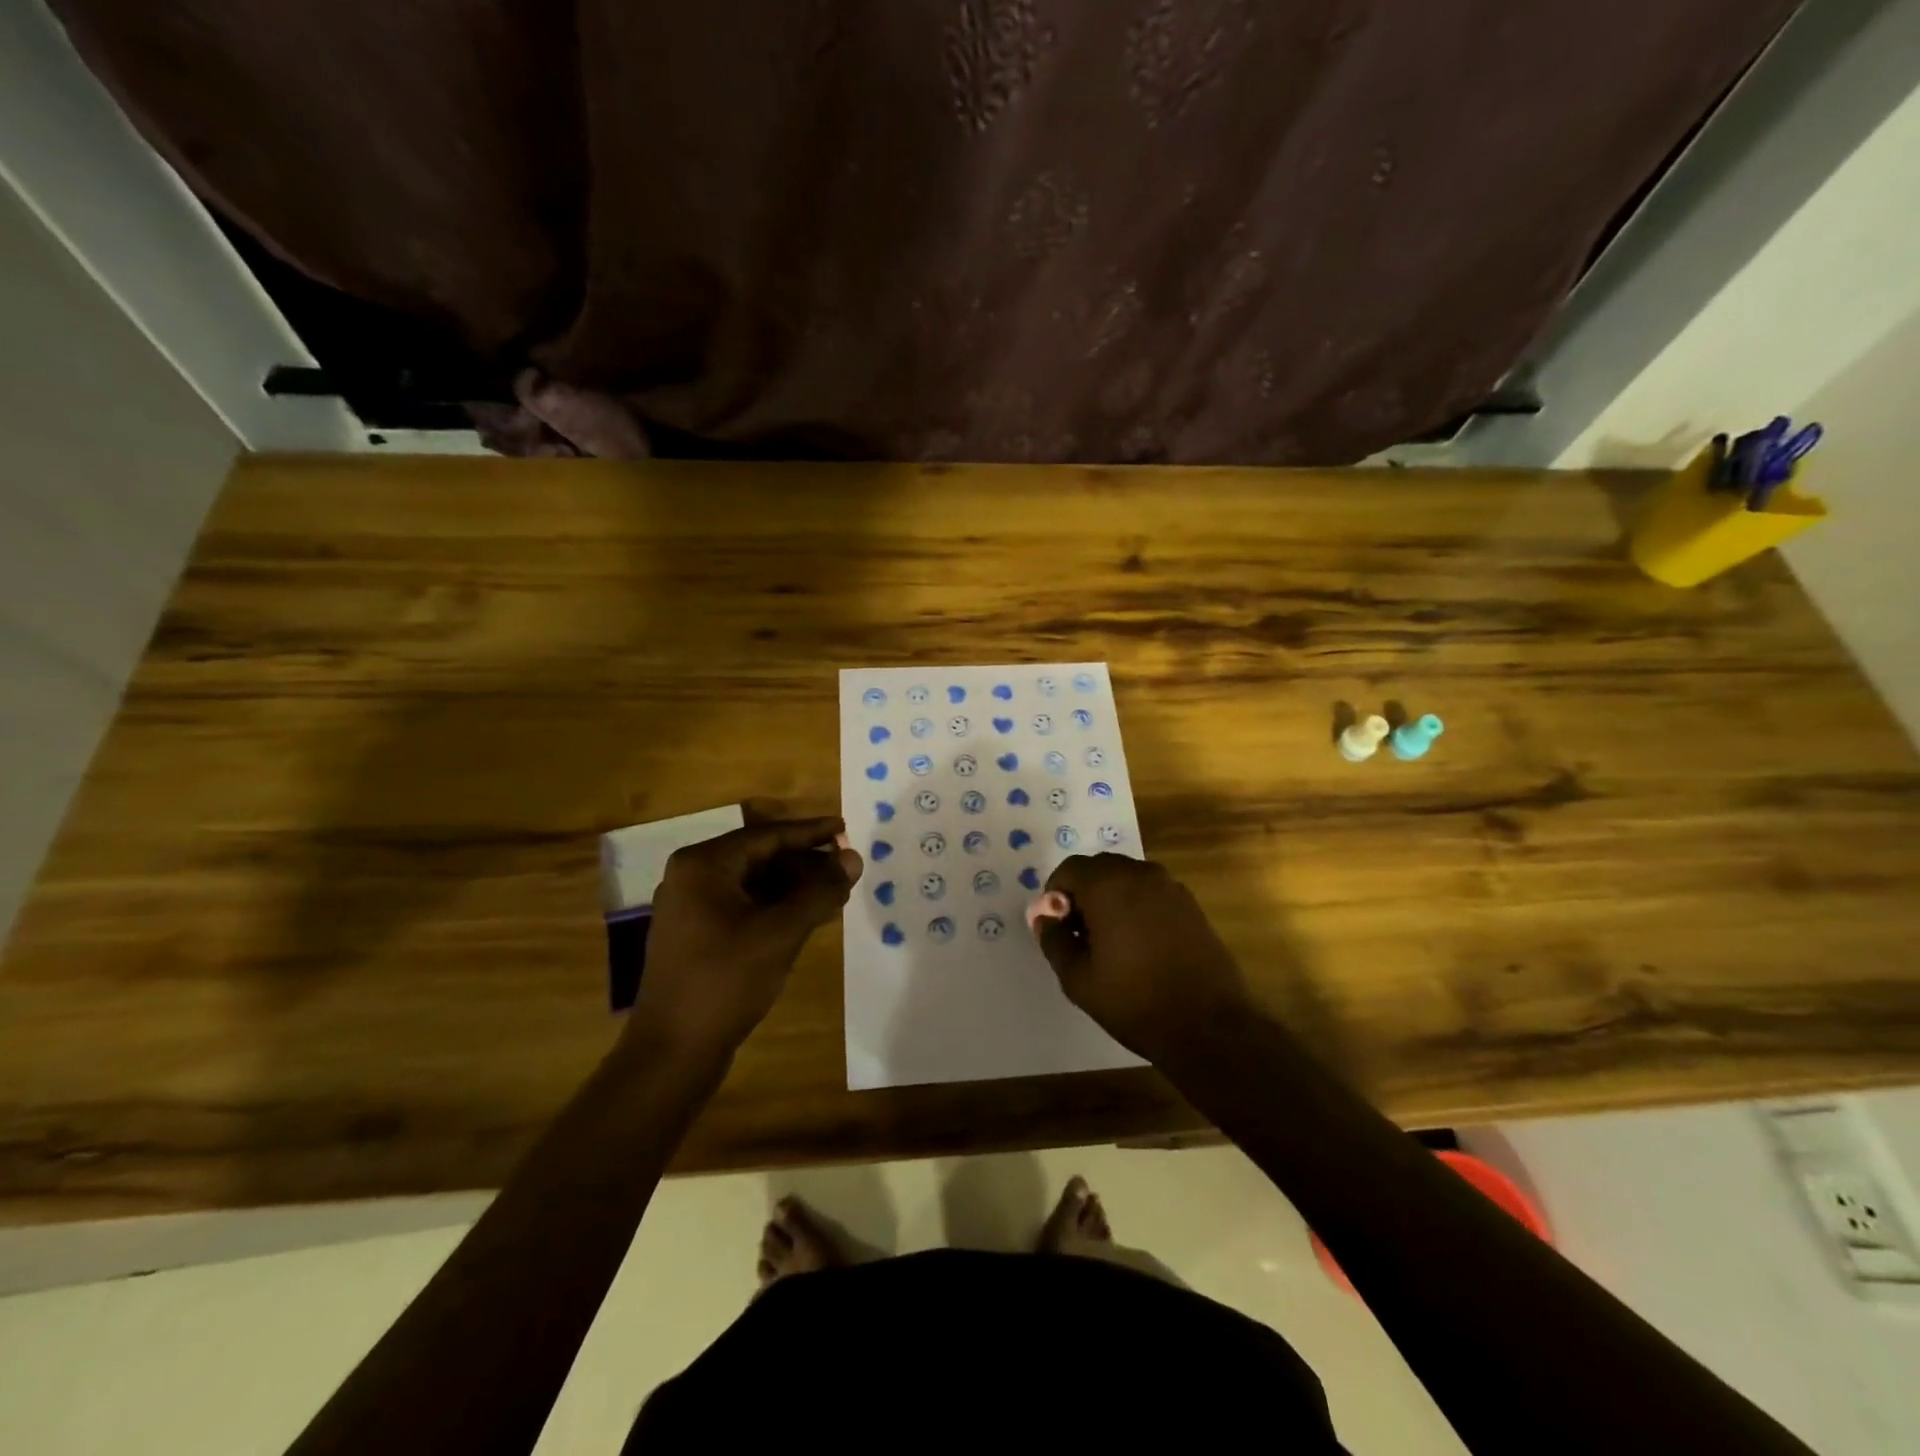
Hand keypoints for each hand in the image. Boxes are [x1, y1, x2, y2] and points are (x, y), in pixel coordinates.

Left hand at [630, 816, 861, 1056]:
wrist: (672, 1052)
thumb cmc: (726, 981)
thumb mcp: (781, 932)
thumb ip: (820, 891)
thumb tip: (853, 858)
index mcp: (703, 865)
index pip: (767, 836)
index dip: (811, 832)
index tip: (846, 828)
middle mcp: (692, 878)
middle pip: (760, 857)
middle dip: (805, 863)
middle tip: (846, 869)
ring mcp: (692, 909)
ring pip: (754, 884)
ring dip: (795, 887)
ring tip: (836, 893)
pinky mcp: (697, 936)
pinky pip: (745, 907)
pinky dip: (777, 908)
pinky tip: (808, 918)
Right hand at [1033, 853, 1249, 1060]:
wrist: (1209, 1027)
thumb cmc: (1135, 1002)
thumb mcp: (1079, 979)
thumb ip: (1054, 941)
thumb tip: (1044, 917)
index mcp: (1109, 886)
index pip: (1069, 869)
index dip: (1055, 894)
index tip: (1058, 927)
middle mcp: (1141, 874)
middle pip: (1099, 868)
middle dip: (1083, 893)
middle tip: (1080, 934)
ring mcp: (1171, 887)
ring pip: (1127, 878)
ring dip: (1110, 898)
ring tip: (1110, 941)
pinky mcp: (1191, 904)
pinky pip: (1151, 892)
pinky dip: (1136, 905)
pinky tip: (1140, 944)